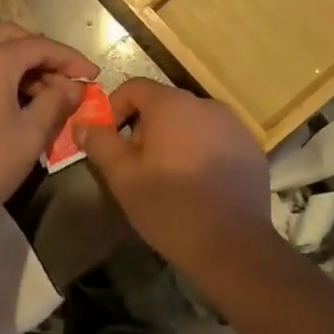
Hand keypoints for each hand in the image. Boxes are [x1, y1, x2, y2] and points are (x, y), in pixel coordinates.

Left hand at [0, 25, 100, 220]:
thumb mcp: (30, 135)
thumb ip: (56, 103)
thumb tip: (74, 86)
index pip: (40, 46)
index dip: (70, 58)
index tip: (92, 75)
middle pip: (13, 36)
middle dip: (43, 53)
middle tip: (65, 80)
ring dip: (19, 59)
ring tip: (42, 91)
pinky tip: (12, 97)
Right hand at [75, 78, 269, 263]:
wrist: (234, 246)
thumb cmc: (170, 207)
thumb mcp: (123, 177)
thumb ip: (100, 143)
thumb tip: (82, 124)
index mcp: (172, 105)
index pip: (134, 87)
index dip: (115, 108)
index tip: (110, 140)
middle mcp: (206, 105)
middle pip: (164, 104)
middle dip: (144, 128)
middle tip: (137, 165)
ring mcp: (234, 126)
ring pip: (191, 122)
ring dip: (174, 139)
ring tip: (168, 177)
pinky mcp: (251, 149)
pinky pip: (216, 139)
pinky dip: (201, 151)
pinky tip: (198, 185)